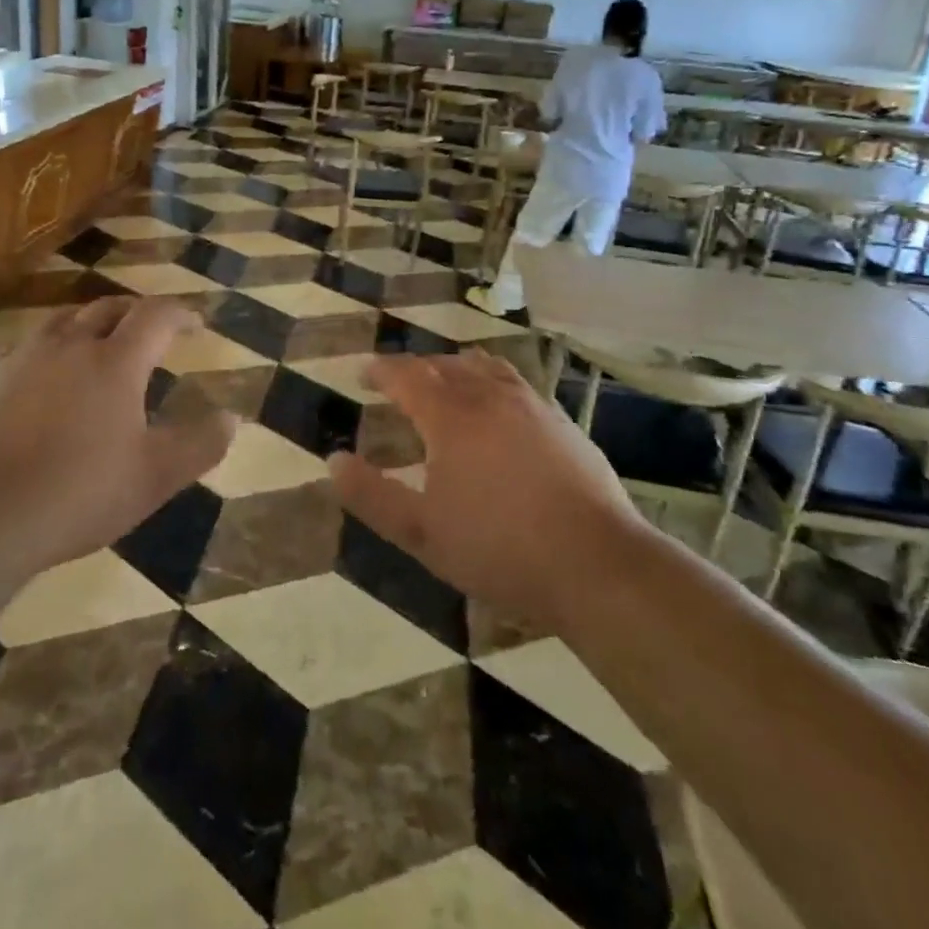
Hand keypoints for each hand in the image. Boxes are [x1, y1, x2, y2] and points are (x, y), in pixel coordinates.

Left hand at [0, 298, 236, 571]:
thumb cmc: (78, 494)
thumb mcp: (155, 477)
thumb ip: (200, 444)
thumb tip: (232, 417)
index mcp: (115, 362)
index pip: (156, 316)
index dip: (180, 313)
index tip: (196, 324)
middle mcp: (70, 346)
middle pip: (108, 308)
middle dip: (136, 312)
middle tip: (151, 329)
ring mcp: (22, 359)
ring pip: (62, 321)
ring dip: (89, 323)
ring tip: (99, 343)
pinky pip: (23, 347)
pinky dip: (46, 349)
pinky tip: (42, 374)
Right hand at [327, 351, 643, 631]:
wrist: (595, 563)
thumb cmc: (499, 549)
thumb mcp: (422, 533)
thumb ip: (372, 496)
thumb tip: (333, 461)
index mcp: (451, 418)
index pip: (407, 376)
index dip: (382, 371)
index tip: (364, 372)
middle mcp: (489, 397)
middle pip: (445, 365)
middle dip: (416, 367)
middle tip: (398, 380)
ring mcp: (531, 405)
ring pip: (484, 368)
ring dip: (456, 367)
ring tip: (445, 378)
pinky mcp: (560, 421)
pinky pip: (515, 382)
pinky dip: (491, 380)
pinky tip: (498, 404)